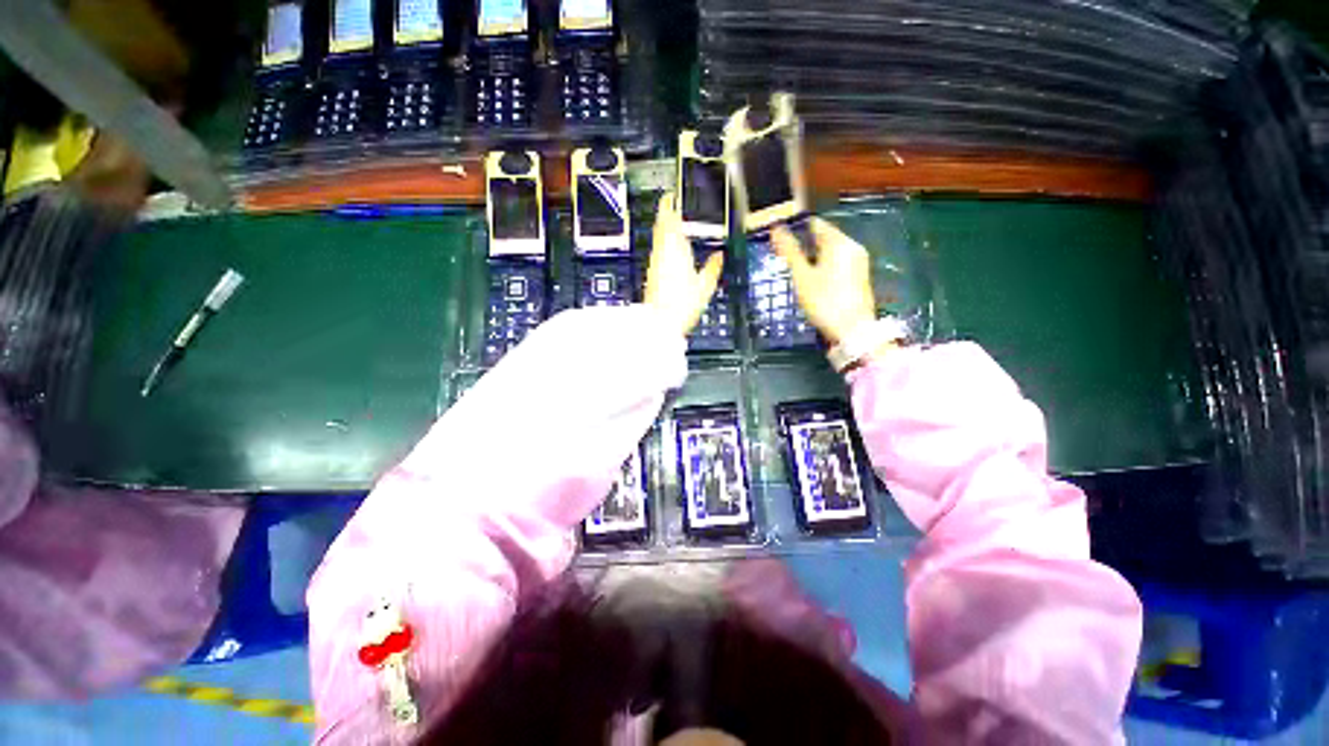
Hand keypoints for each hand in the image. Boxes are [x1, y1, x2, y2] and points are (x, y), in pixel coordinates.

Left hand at [645, 192, 723, 335]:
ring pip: (658, 238)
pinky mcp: (652, 273)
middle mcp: (662, 252)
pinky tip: (669, 249)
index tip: (672, 195)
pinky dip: (663, 244)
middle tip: (671, 204)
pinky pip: (657, 251)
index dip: (670, 205)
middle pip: (661, 225)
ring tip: (672, 222)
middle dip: (666, 213)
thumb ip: (713, 267)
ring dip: (664, 228)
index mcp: (676, 249)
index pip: (670, 219)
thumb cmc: (682, 304)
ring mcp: (655, 263)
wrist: (661, 322)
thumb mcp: (705, 285)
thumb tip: (719, 255)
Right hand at [771, 219, 876, 345]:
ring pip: (830, 251)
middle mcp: (852, 247)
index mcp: (839, 242)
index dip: (796, 230)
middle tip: (784, 260)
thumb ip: (789, 252)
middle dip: (804, 246)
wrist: (852, 331)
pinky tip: (813, 282)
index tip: (779, 241)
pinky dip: (823, 267)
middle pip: (824, 237)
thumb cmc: (824, 301)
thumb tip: (776, 229)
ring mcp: (858, 261)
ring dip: (812, 258)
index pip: (815, 224)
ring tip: (796, 273)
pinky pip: (838, 262)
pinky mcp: (859, 275)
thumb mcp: (802, 276)